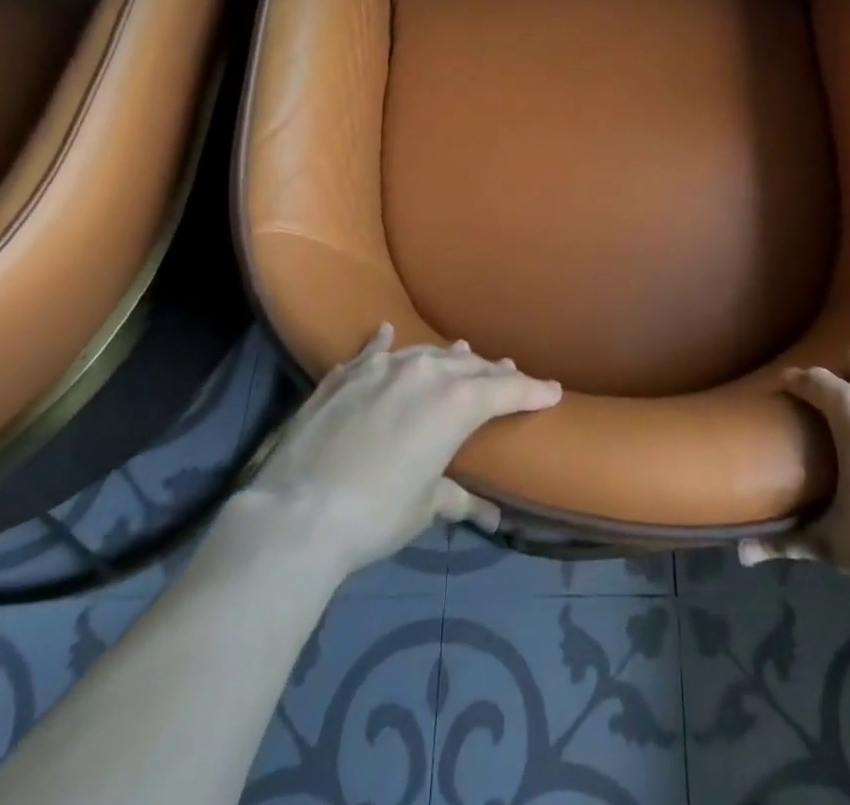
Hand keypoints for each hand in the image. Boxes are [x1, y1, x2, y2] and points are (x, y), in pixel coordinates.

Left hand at [238, 324, 561, 578]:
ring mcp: (383, 368)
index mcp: (457, 403)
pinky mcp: (345, 375)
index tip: (553, 390)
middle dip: (492, 373)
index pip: (507, 391)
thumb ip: (456, 498)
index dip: (533, 391)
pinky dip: (384, 343)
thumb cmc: (375, 514)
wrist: (297, 512)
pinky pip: (373, 351)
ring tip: (464, 351)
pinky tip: (387, 331)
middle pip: (470, 367)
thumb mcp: (423, 506)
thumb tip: (490, 517)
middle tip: (509, 374)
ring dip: (448, 357)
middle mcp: (426, 373)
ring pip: (427, 354)